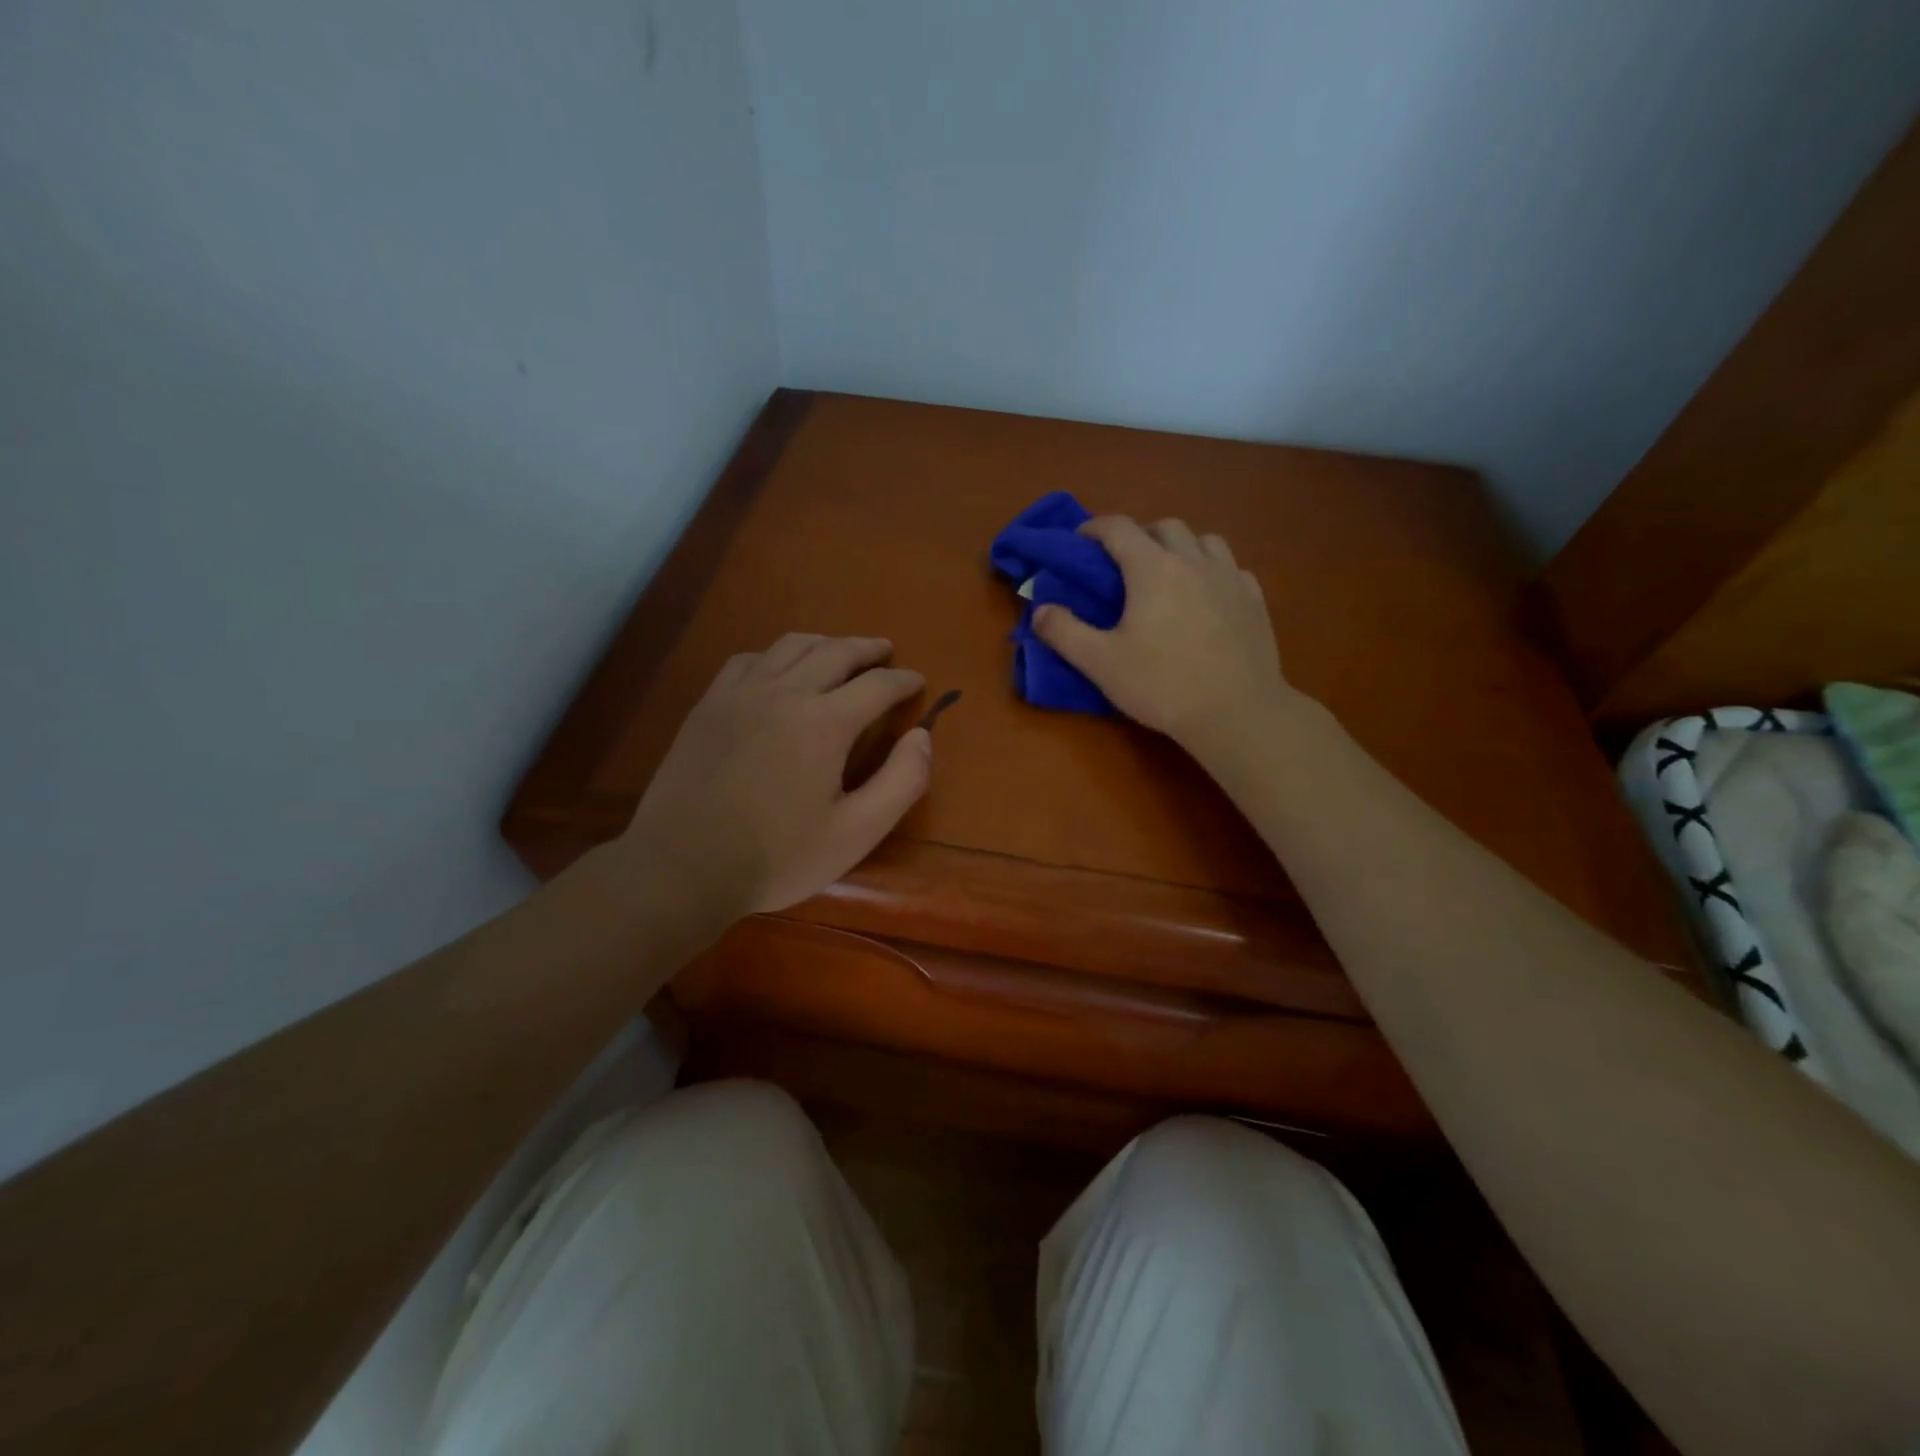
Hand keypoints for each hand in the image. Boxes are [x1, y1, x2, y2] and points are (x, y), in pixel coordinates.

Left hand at [619, 634, 930, 917]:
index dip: (904, 680)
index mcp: (825, 723)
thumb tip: (922, 737)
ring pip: (790, 646)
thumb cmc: (777, 857)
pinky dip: (776, 656)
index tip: (918, 681)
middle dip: (867, 649)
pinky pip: (749, 660)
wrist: (683, 867)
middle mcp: (785, 693)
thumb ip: (901, 782)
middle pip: (835, 651)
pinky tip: (778, 671)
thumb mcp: (856, 833)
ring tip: (839, 652)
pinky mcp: (709, 705)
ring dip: (824, 643)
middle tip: (885, 652)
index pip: (877, 684)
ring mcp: (741, 694)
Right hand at [1033, 516, 1296, 759]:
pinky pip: (1232, 569)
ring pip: (1205, 540)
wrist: (1235, 712)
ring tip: (1169, 573)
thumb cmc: (1162, 685)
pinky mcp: (1255, 600)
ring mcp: (1230, 578)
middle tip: (1124, 563)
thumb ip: (1064, 632)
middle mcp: (1193, 561)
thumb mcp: (1100, 664)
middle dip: (1139, 535)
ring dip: (1181, 546)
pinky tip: (1207, 596)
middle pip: (1165, 526)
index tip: (1080, 541)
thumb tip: (1039, 611)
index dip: (1094, 528)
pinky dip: (1213, 571)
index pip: (1118, 528)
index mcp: (1152, 569)